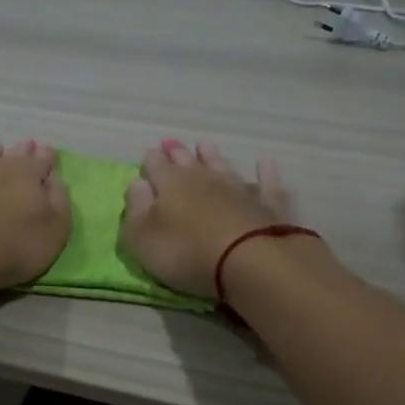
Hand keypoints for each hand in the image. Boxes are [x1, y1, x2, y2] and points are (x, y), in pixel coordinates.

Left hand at [0, 140, 70, 296]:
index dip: (47, 157)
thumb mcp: (55, 228)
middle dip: (22, 151)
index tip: (49, 152)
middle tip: (26, 144)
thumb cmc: (15, 246)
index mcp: (27, 174)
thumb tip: (54, 178)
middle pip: (13, 156)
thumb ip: (59, 200)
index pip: (42, 160)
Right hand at [120, 140, 295, 299]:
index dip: (151, 160)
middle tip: (172, 144)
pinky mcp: (269, 204)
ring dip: (214, 156)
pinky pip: (267, 182)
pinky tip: (266, 163)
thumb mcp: (141, 237)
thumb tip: (136, 182)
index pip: (156, 166)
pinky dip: (266, 172)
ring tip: (206, 146)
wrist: (248, 260)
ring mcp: (239, 189)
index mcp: (170, 185)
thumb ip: (135, 208)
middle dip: (177, 152)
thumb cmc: (185, 252)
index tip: (149, 154)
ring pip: (223, 165)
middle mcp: (205, 179)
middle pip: (188, 161)